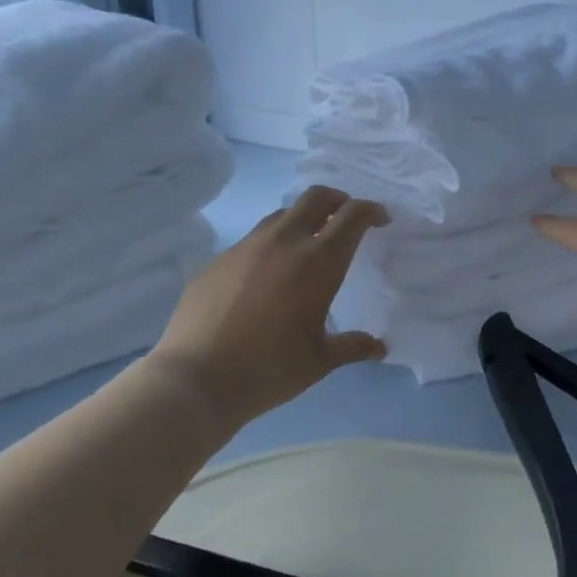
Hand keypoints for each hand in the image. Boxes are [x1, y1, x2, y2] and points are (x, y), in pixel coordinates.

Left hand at [144, 186, 388, 427]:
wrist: (195, 379)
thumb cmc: (269, 369)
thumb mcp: (320, 361)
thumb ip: (353, 346)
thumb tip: (380, 347)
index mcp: (318, 262)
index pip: (353, 216)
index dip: (371, 211)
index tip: (381, 221)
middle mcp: (285, 242)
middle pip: (317, 197)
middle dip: (339, 200)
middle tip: (347, 218)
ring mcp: (246, 247)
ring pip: (282, 215)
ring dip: (303, 220)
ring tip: (308, 245)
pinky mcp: (218, 260)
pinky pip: (252, 240)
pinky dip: (271, 245)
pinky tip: (267, 276)